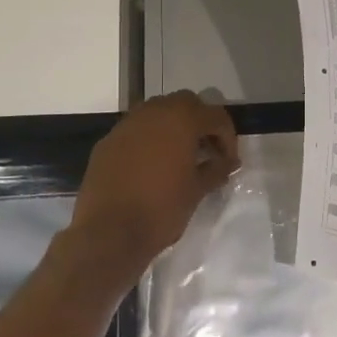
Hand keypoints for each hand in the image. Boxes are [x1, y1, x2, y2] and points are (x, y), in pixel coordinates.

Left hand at [71, 91, 238, 269]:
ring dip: (173, 127)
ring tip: (180, 156)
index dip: (228, 137)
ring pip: (157, 112)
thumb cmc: (161, 209)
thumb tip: (229, 162)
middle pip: (185, 103)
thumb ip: (216, 169)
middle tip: (206, 151)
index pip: (215, 115)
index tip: (228, 161)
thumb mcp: (197, 190)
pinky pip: (135, 130)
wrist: (108, 233)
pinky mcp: (107, 141)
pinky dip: (149, 139)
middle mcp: (153, 112)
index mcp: (181, 120)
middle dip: (200, 123)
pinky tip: (151, 166)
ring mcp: (126, 125)